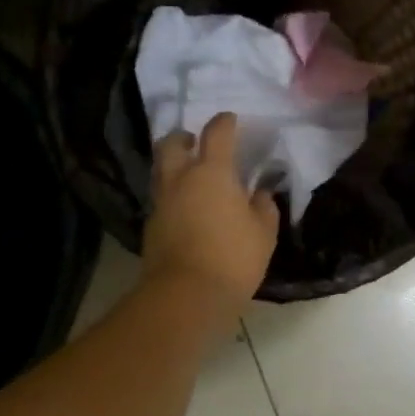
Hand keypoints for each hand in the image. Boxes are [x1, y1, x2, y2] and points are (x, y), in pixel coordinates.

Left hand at [143, 112, 279, 324]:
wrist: (185, 295)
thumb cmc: (233, 258)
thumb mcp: (263, 232)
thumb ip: (263, 206)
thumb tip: (260, 193)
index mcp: (212, 172)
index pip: (217, 133)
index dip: (225, 122)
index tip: (231, 120)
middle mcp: (181, 179)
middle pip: (172, 144)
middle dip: (184, 137)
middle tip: (195, 142)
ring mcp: (162, 202)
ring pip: (162, 170)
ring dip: (174, 165)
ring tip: (191, 175)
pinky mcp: (151, 226)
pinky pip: (161, 198)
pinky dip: (173, 195)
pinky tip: (186, 208)